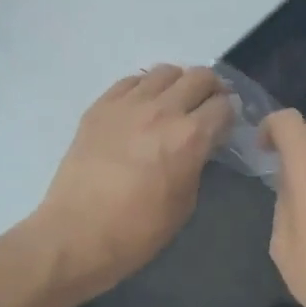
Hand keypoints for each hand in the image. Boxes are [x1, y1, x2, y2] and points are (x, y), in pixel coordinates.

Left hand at [27, 65, 233, 303]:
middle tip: (206, 107)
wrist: (76, 234)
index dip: (229, 115)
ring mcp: (128, 103)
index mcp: (189, 137)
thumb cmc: (138, 231)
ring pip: (165, 71)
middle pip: (199, 77)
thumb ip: (197, 163)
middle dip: (210, 89)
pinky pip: (131, 81)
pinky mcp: (100, 106)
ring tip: (173, 102)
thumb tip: (199, 146)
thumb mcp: (185, 202)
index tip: (224, 125)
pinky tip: (141, 106)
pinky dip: (144, 88)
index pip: (223, 106)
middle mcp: (162, 110)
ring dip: (178, 84)